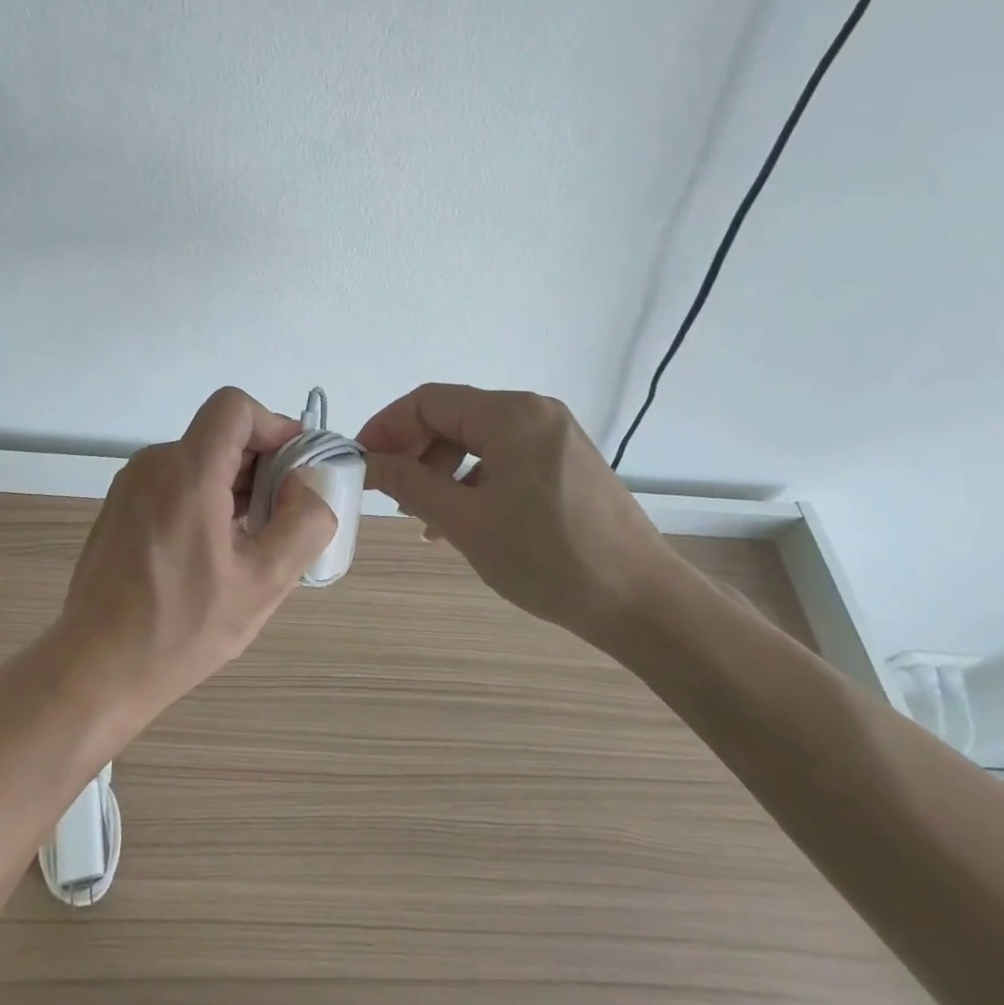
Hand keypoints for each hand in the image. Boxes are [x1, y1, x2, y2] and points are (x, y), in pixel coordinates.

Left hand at [50, 387, 337, 733]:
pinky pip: (174, 480)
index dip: (273, 425)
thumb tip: (307, 486)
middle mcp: (154, 465)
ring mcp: (131, 485)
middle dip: (261, 463)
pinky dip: (205, 496)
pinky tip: (213, 550)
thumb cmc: (181, 630)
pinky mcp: (120, 506)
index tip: (295, 466)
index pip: (234, 407)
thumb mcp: (263, 584)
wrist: (94, 671)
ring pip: (199, 458)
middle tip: (282, 515)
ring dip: (234, 484)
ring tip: (250, 540)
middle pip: (220, 434)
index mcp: (187, 474)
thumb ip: (302, 524)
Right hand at [358, 384, 675, 643]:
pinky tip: (462, 520)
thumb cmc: (548, 559)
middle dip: (415, 452)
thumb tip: (367, 462)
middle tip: (389, 493)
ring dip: (442, 471)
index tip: (361, 461)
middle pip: (454, 417)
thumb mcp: (466, 522)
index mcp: (511, 414)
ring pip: (478, 440)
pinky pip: (505, 458)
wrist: (642, 602)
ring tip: (423, 516)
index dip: (387, 426)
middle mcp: (534, 412)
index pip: (429, 402)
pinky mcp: (566, 462)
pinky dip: (474, 481)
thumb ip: (410, 484)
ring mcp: (555, 436)